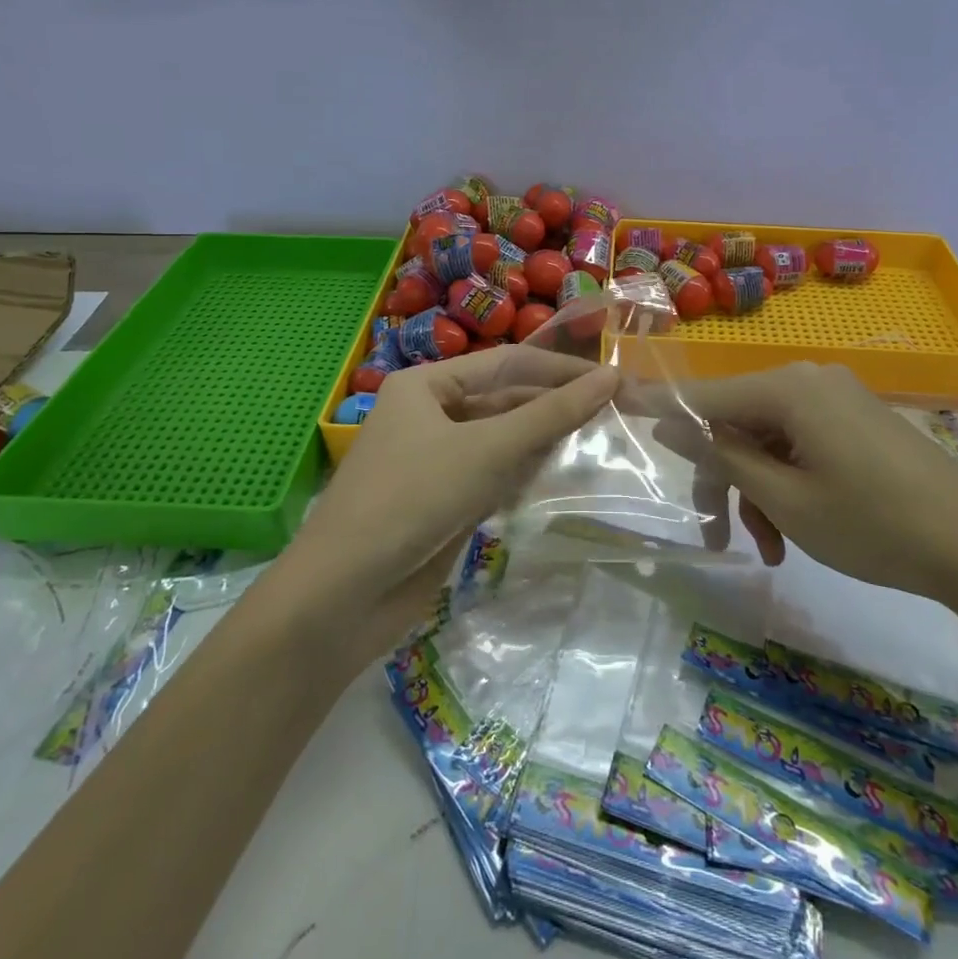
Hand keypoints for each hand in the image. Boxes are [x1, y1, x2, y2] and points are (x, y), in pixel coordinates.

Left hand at [270, 347, 618, 656]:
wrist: (343, 595)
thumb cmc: (413, 499)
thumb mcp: (488, 450)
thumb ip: (552, 414)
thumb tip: (611, 377)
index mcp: (426, 385)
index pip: (507, 363)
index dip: (560, 369)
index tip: (613, 379)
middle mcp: (428, 414)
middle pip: (503, 401)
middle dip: (552, 409)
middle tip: (613, 415)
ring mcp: (434, 460)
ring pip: (500, 440)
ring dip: (540, 444)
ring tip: (595, 443)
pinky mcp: (441, 501)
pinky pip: (491, 476)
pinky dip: (521, 476)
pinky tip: (553, 480)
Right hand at [650, 362, 957, 606]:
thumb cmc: (873, 524)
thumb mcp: (785, 499)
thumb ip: (722, 456)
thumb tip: (669, 422)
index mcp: (787, 388)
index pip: (704, 395)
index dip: (658, 406)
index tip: (615, 405)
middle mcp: (808, 379)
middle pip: (737, 422)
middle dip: (722, 479)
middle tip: (717, 535)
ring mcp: (836, 397)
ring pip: (768, 438)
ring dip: (756, 490)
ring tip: (769, 548)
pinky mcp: (855, 419)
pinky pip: (800, 442)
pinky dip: (786, 481)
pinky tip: (793, 531)